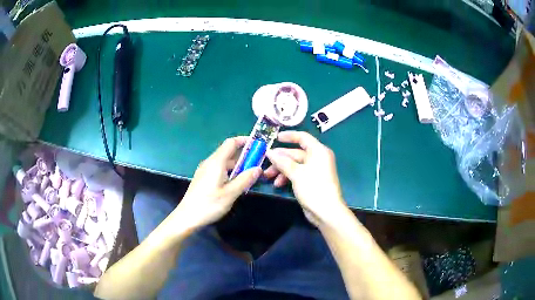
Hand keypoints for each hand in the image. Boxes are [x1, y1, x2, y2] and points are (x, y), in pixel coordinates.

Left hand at [175, 137, 261, 228]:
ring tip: (249, 175)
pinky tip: (235, 183)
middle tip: (257, 164)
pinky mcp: (203, 178)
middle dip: (244, 156)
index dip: (244, 141)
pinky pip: (219, 169)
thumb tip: (258, 168)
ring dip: (237, 165)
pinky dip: (230, 172)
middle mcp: (209, 162)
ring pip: (224, 162)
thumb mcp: (230, 193)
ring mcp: (205, 170)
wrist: (187, 217)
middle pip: (228, 152)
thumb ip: (245, 179)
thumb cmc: (209, 204)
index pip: (231, 143)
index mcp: (216, 162)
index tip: (257, 145)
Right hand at [265, 131, 347, 225]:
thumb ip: (282, 161)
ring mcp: (314, 170)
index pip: (303, 138)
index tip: (274, 138)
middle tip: (265, 163)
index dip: (288, 136)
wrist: (326, 212)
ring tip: (268, 177)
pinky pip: (297, 174)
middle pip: (296, 153)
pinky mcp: (311, 181)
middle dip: (280, 159)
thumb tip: (269, 152)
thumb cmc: (313, 188)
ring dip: (281, 169)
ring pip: (294, 165)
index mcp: (318, 151)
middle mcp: (318, 158)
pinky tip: (278, 184)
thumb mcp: (296, 173)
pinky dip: (287, 177)